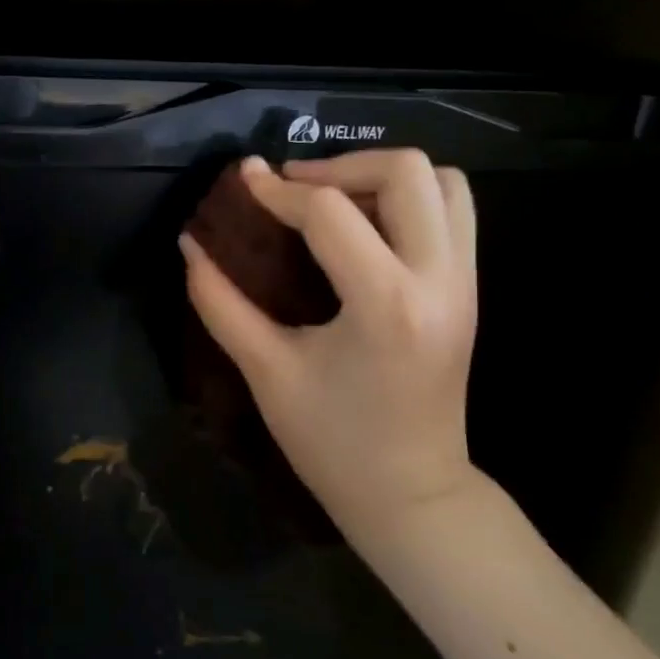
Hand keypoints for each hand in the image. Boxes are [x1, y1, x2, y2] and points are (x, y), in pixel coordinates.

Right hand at [179, 150, 480, 543]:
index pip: (329, 212)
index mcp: (385, 303)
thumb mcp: (266, 371)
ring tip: (331, 201)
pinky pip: (453, 212)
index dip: (276, 190)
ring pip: (444, 183)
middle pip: (407, 171)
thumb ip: (221, 302)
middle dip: (339, 165)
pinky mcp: (469, 290)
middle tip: (291, 187)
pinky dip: (409, 200)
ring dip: (381, 177)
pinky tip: (363, 229)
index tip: (241, 183)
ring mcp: (465, 282)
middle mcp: (439, 279)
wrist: (410, 494)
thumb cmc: (331, 442)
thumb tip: (190, 245)